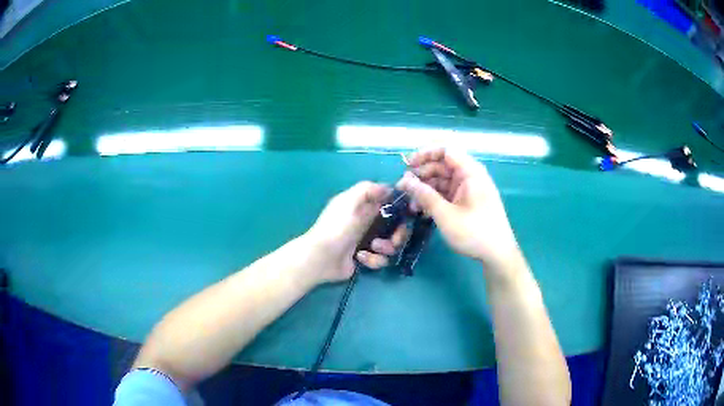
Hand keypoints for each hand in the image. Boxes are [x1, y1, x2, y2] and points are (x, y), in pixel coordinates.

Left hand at [305, 181, 407, 283]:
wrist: (321, 258)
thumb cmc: (336, 227)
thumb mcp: (349, 201)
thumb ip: (368, 189)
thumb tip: (389, 187)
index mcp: (364, 207)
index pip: (389, 205)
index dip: (400, 209)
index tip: (408, 214)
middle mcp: (367, 223)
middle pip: (396, 227)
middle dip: (398, 234)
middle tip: (393, 240)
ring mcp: (367, 242)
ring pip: (391, 245)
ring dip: (385, 248)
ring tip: (372, 248)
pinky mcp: (365, 259)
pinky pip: (381, 260)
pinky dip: (373, 260)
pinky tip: (360, 258)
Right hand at [397, 149, 522, 278]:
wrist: (497, 254)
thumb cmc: (474, 232)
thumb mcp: (445, 215)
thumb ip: (424, 195)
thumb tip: (404, 181)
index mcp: (470, 172)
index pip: (446, 150)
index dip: (426, 154)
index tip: (407, 165)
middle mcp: (470, 176)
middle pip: (443, 165)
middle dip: (422, 174)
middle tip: (404, 187)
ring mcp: (469, 189)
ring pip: (443, 180)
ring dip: (426, 189)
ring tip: (411, 203)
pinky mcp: (467, 201)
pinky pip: (447, 193)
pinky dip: (434, 198)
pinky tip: (422, 210)